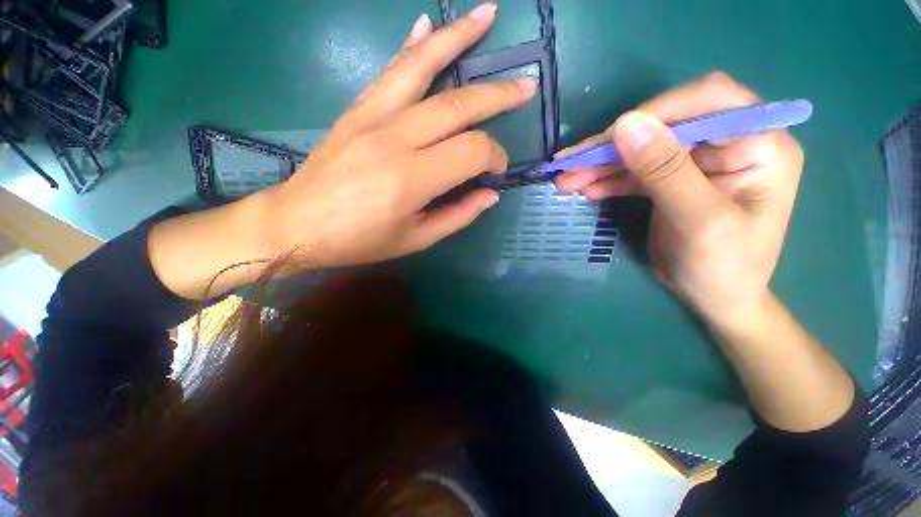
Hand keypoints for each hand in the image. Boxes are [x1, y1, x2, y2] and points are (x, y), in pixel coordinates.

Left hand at [260, 3, 534, 267]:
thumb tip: (489, 194)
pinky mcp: (356, 110)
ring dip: (457, 38)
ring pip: (422, 66)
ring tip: (487, 17)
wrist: (298, 224)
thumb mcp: (416, 239)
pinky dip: (413, 45)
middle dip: (497, 95)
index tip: (496, 172)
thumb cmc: (359, 240)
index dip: (494, 158)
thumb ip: (458, 216)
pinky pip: (390, 70)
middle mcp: (394, 138)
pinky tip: (427, 25)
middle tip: (525, 87)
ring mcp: (372, 117)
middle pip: (457, 105)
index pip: (471, 151)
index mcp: (411, 178)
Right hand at [554, 72, 803, 322]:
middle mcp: (728, 143)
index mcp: (759, 143)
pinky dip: (607, 178)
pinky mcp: (669, 180)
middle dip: (615, 144)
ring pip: (641, 148)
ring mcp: (696, 161)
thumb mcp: (699, 221)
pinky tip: (585, 188)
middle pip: (665, 124)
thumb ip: (665, 171)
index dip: (658, 111)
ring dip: (602, 163)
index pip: (710, 100)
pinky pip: (634, 171)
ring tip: (566, 180)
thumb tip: (626, 124)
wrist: (716, 298)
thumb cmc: (724, 267)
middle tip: (571, 164)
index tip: (611, 138)